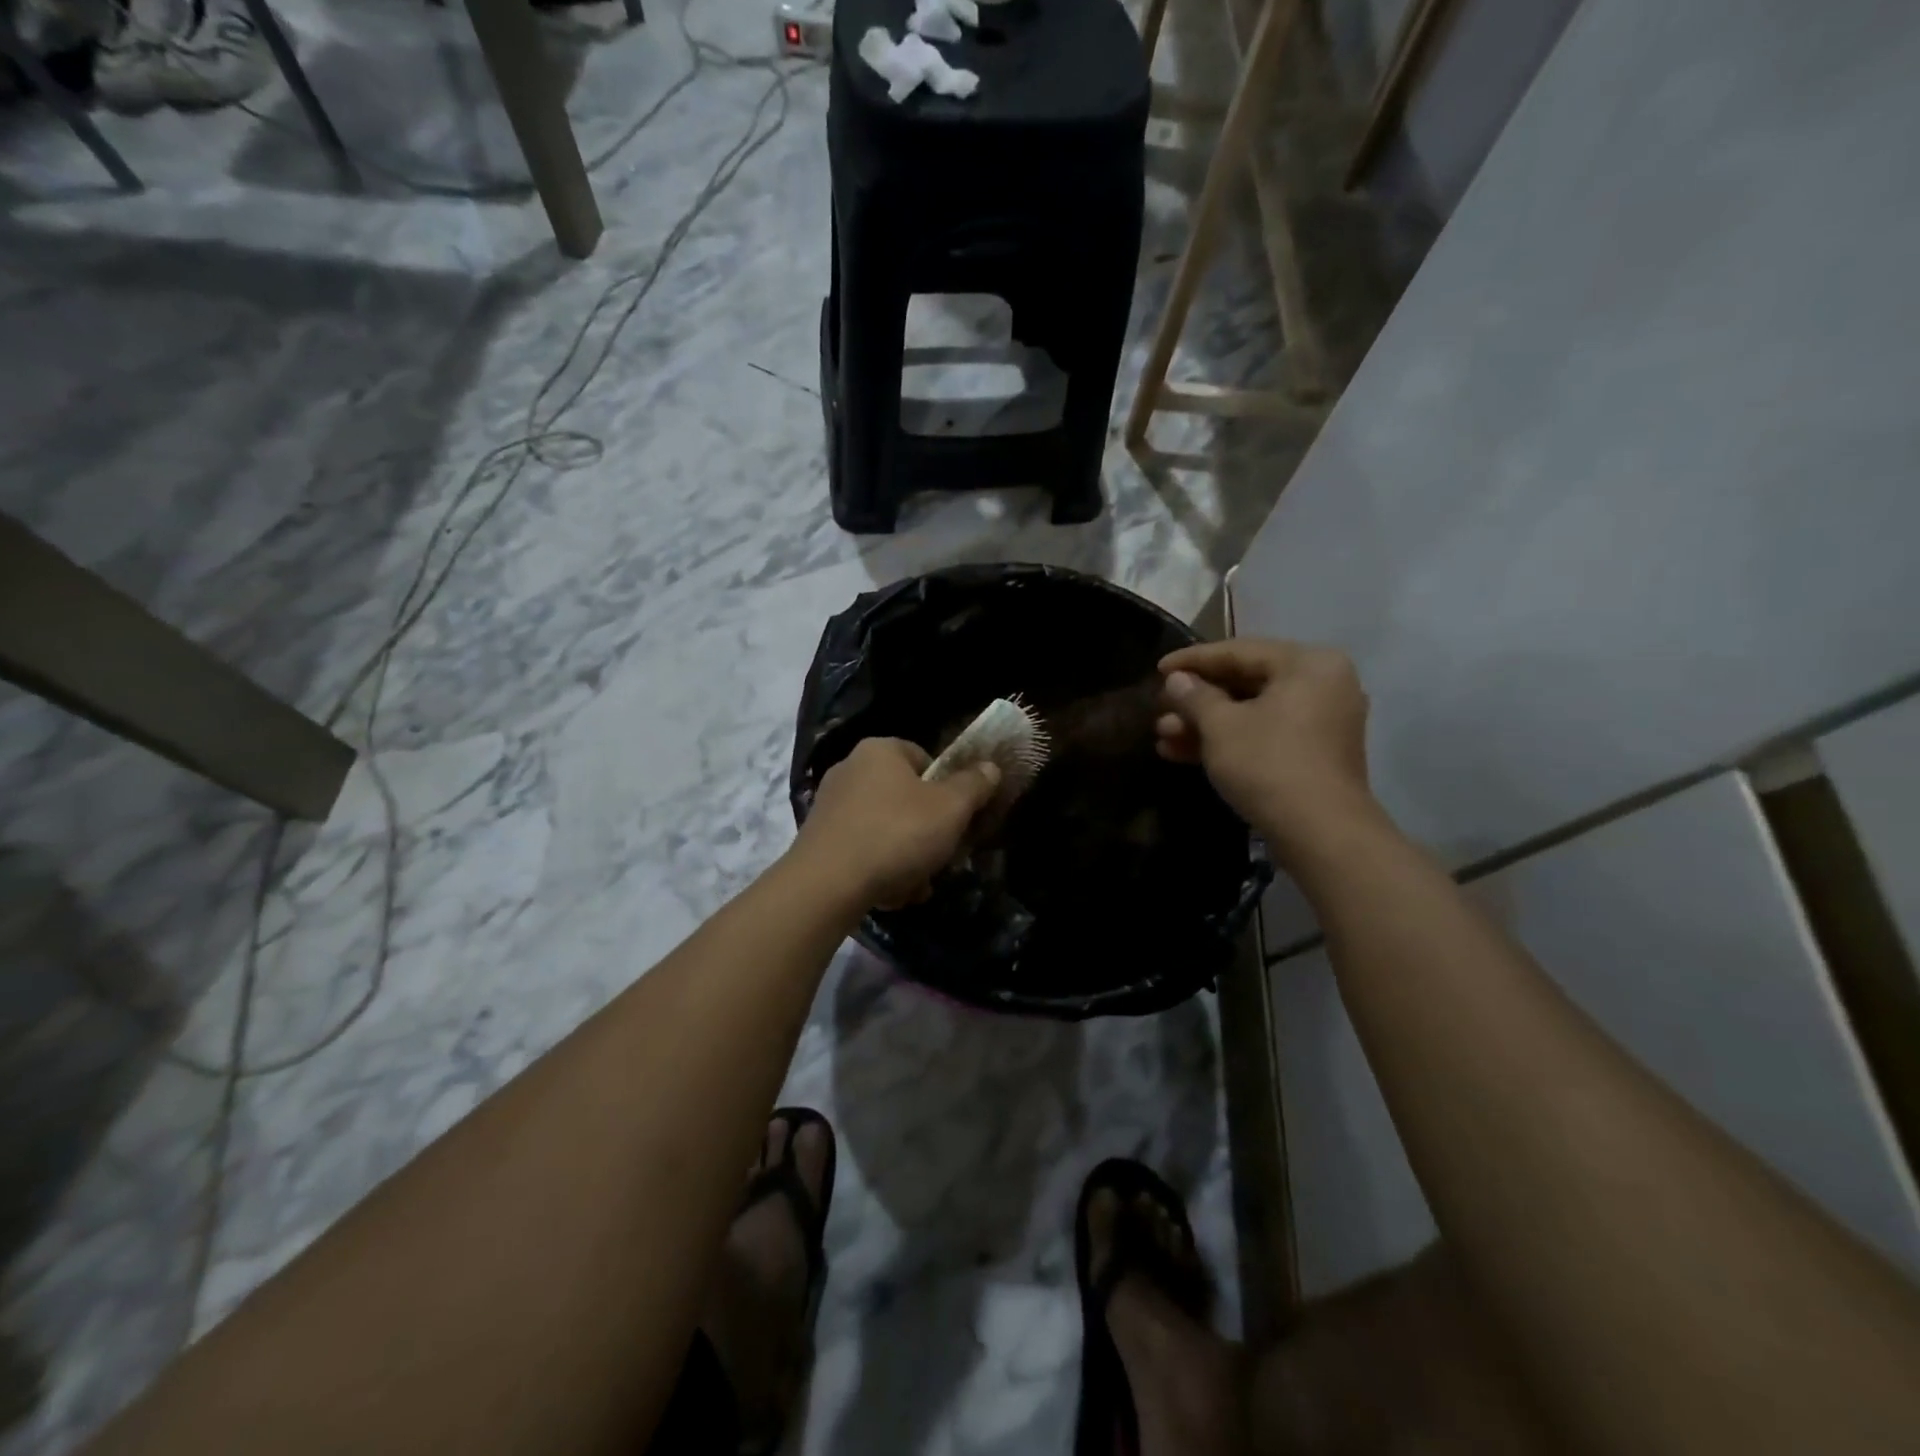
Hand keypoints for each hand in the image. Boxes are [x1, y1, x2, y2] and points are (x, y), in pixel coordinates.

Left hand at [793, 738, 1001, 909]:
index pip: (925, 759)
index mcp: (880, 750)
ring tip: (916, 885)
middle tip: (941, 859)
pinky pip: (863, 850)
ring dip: (908, 858)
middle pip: (907, 798)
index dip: (947, 788)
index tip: (958, 818)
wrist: (827, 884)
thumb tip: (990, 768)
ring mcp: (831, 805)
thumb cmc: (897, 834)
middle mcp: (850, 769)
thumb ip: (975, 785)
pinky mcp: (820, 839)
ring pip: (887, 830)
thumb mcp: (951, 808)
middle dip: (928, 833)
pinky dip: (880, 869)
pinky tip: (891, 894)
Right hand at [1154, 639, 1379, 860]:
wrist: (1321, 833)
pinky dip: (1229, 741)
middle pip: (1246, 682)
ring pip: (1252, 713)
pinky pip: (1265, 734)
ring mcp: (1322, 722)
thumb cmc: (1268, 764)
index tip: (1157, 669)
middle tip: (1159, 710)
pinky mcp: (1315, 754)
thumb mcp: (1221, 726)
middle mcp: (1322, 684)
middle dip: (1196, 701)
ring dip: (1205, 725)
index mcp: (1307, 664)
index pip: (1238, 651)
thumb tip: (1177, 679)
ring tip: (1163, 738)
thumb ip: (1195, 696)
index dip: (1192, 660)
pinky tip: (1184, 754)